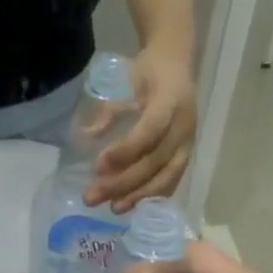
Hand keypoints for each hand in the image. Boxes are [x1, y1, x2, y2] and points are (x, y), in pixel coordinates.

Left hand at [89, 45, 196, 212]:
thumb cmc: (147, 72)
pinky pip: (172, 181)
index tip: (97, 166)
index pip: (149, 132)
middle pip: (154, 162)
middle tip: (92, 197)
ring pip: (166, 177)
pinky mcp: (186, 155)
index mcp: (170, 101)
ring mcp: (188, 142)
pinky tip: (132, 205)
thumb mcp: (125, 84)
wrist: (177, 63)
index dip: (124, 152)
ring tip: (113, 209)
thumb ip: (108, 113)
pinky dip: (152, 195)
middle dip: (122, 183)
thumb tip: (85, 138)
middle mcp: (184, 125)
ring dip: (137, 196)